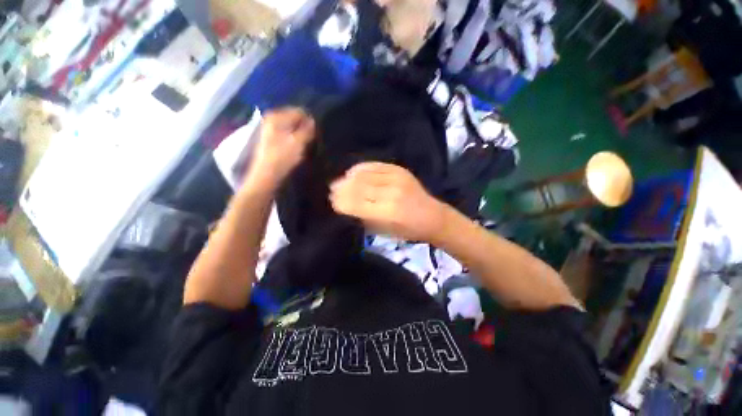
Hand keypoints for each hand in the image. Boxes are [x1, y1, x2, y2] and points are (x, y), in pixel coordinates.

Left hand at [244, 107, 314, 190]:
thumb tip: (313, 120)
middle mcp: (271, 119)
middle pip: (294, 118)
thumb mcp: (298, 142)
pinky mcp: (272, 139)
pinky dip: (294, 138)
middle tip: (311, 139)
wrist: (266, 175)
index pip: (299, 111)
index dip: (309, 121)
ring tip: (306, 144)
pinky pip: (288, 133)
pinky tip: (298, 148)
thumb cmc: (282, 158)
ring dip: (300, 134)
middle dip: (304, 127)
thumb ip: (307, 129)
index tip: (315, 134)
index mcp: (276, 116)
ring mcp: (270, 129)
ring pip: (292, 127)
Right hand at [329, 162, 447, 241]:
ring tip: (341, 182)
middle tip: (332, 190)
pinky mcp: (399, 170)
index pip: (356, 203)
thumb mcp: (383, 231)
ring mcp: (397, 178)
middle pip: (358, 187)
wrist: (432, 216)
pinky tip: (353, 173)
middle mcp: (392, 193)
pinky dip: (361, 168)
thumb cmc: (407, 230)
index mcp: (388, 213)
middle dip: (341, 188)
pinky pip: (374, 165)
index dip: (341, 201)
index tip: (332, 201)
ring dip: (349, 178)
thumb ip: (364, 217)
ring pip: (364, 174)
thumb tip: (345, 204)